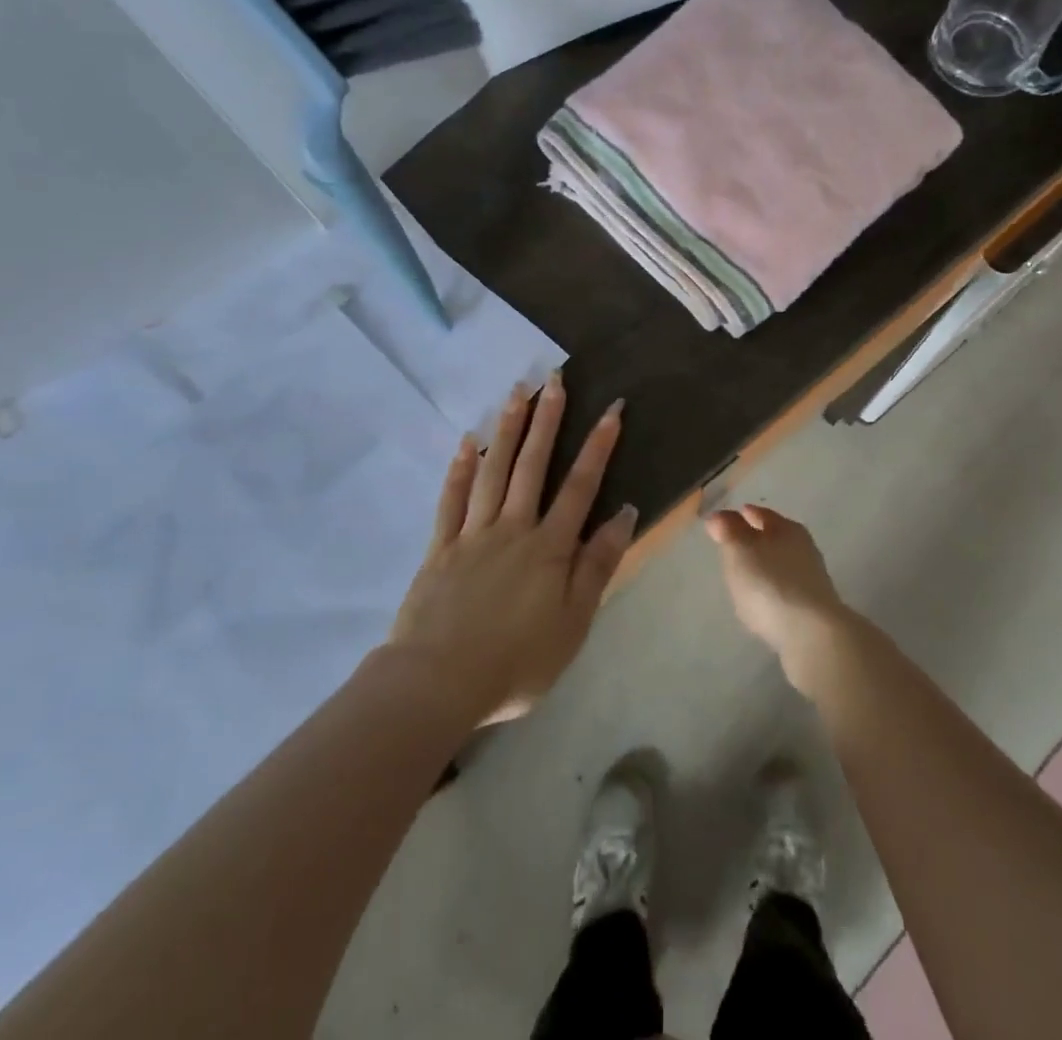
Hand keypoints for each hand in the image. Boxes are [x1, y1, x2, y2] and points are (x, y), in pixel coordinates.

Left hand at [389, 371, 634, 725]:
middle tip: (554, 378)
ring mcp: (473, 533)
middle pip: (533, 465)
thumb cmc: (516, 661)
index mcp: (549, 547)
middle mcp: (513, 528)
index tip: (612, 408)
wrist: (438, 682)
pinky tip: (469, 440)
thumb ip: (598, 565)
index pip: (580, 485)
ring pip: (493, 471)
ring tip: (517, 392)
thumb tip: (623, 513)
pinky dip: (461, 467)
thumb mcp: (574, 622)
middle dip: (548, 420)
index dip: (598, 445)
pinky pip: (452, 498)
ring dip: (508, 429)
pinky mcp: (441, 547)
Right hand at [704, 505, 849, 688]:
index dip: (741, 515)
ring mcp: (811, 579)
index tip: (724, 520)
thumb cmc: (770, 583)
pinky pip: (785, 589)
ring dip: (764, 567)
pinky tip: (762, 602)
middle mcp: (803, 547)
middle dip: (754, 539)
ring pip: (781, 564)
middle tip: (732, 546)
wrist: (812, 634)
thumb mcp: (739, 552)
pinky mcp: (813, 608)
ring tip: (744, 576)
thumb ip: (728, 532)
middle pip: (774, 537)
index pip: (761, 514)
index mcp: (787, 528)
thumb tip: (719, 516)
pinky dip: (772, 590)